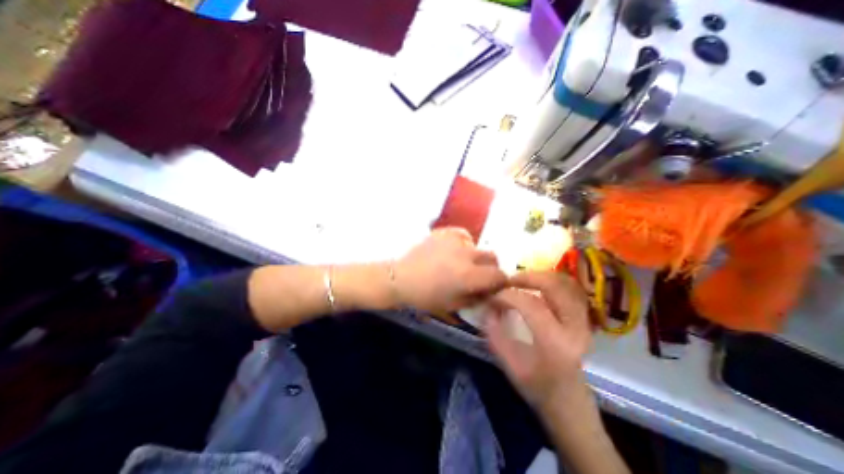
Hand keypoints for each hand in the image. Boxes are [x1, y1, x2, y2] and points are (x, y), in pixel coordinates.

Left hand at [392, 227, 503, 312]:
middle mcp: (466, 254)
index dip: (500, 282)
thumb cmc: (425, 296)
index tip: (494, 286)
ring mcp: (454, 240)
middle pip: (492, 257)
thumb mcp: (454, 305)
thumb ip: (477, 298)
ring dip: (475, 256)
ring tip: (462, 262)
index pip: (499, 275)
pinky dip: (464, 243)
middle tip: (479, 275)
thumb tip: (491, 292)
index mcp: (469, 275)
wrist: (400, 277)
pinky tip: (454, 250)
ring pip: (478, 245)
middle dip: (490, 268)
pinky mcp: (444, 232)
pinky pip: (463, 235)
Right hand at [484, 272, 587, 411]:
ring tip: (521, 281)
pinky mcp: (584, 320)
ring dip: (541, 276)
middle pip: (554, 286)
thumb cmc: (537, 386)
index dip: (507, 295)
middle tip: (509, 280)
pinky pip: (571, 290)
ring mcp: (584, 322)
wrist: (570, 403)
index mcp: (554, 343)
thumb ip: (494, 332)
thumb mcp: (508, 363)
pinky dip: (553, 281)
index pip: (529, 305)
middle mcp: (574, 328)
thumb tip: (486, 305)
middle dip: (527, 277)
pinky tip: (537, 286)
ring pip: (566, 284)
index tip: (492, 297)